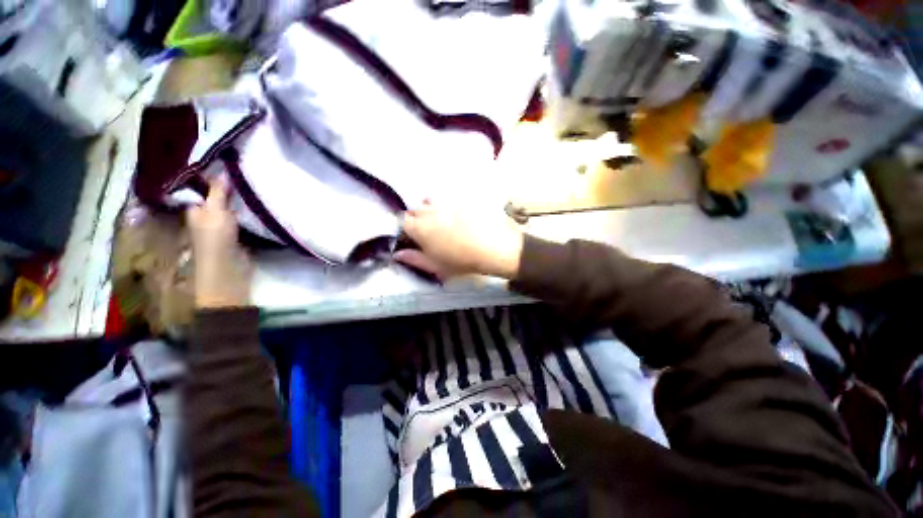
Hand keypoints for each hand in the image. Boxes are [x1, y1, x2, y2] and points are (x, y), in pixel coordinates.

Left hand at [187, 176, 250, 307]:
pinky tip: (258, 201)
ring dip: (240, 197)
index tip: (226, 161)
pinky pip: (243, 216)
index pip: (200, 186)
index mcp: (195, 207)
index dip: (210, 174)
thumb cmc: (215, 238)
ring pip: (231, 205)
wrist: (228, 267)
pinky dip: (248, 209)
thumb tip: (223, 169)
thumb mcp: (215, 211)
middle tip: (244, 169)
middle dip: (228, 184)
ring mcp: (223, 224)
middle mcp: (207, 214)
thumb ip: (219, 192)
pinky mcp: (238, 232)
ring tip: (254, 181)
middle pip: (217, 195)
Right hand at [395, 200, 523, 279]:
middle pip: (415, 210)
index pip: (402, 221)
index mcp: (419, 227)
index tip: (414, 238)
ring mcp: (446, 202)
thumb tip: (397, 254)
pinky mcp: (461, 198)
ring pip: (431, 202)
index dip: (406, 229)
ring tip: (444, 223)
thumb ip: (414, 259)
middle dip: (417, 219)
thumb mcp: (436, 266)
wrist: (494, 246)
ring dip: (432, 210)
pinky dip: (448, 207)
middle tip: (430, 233)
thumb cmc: (462, 261)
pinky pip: (448, 200)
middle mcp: (429, 210)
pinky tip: (459, 217)